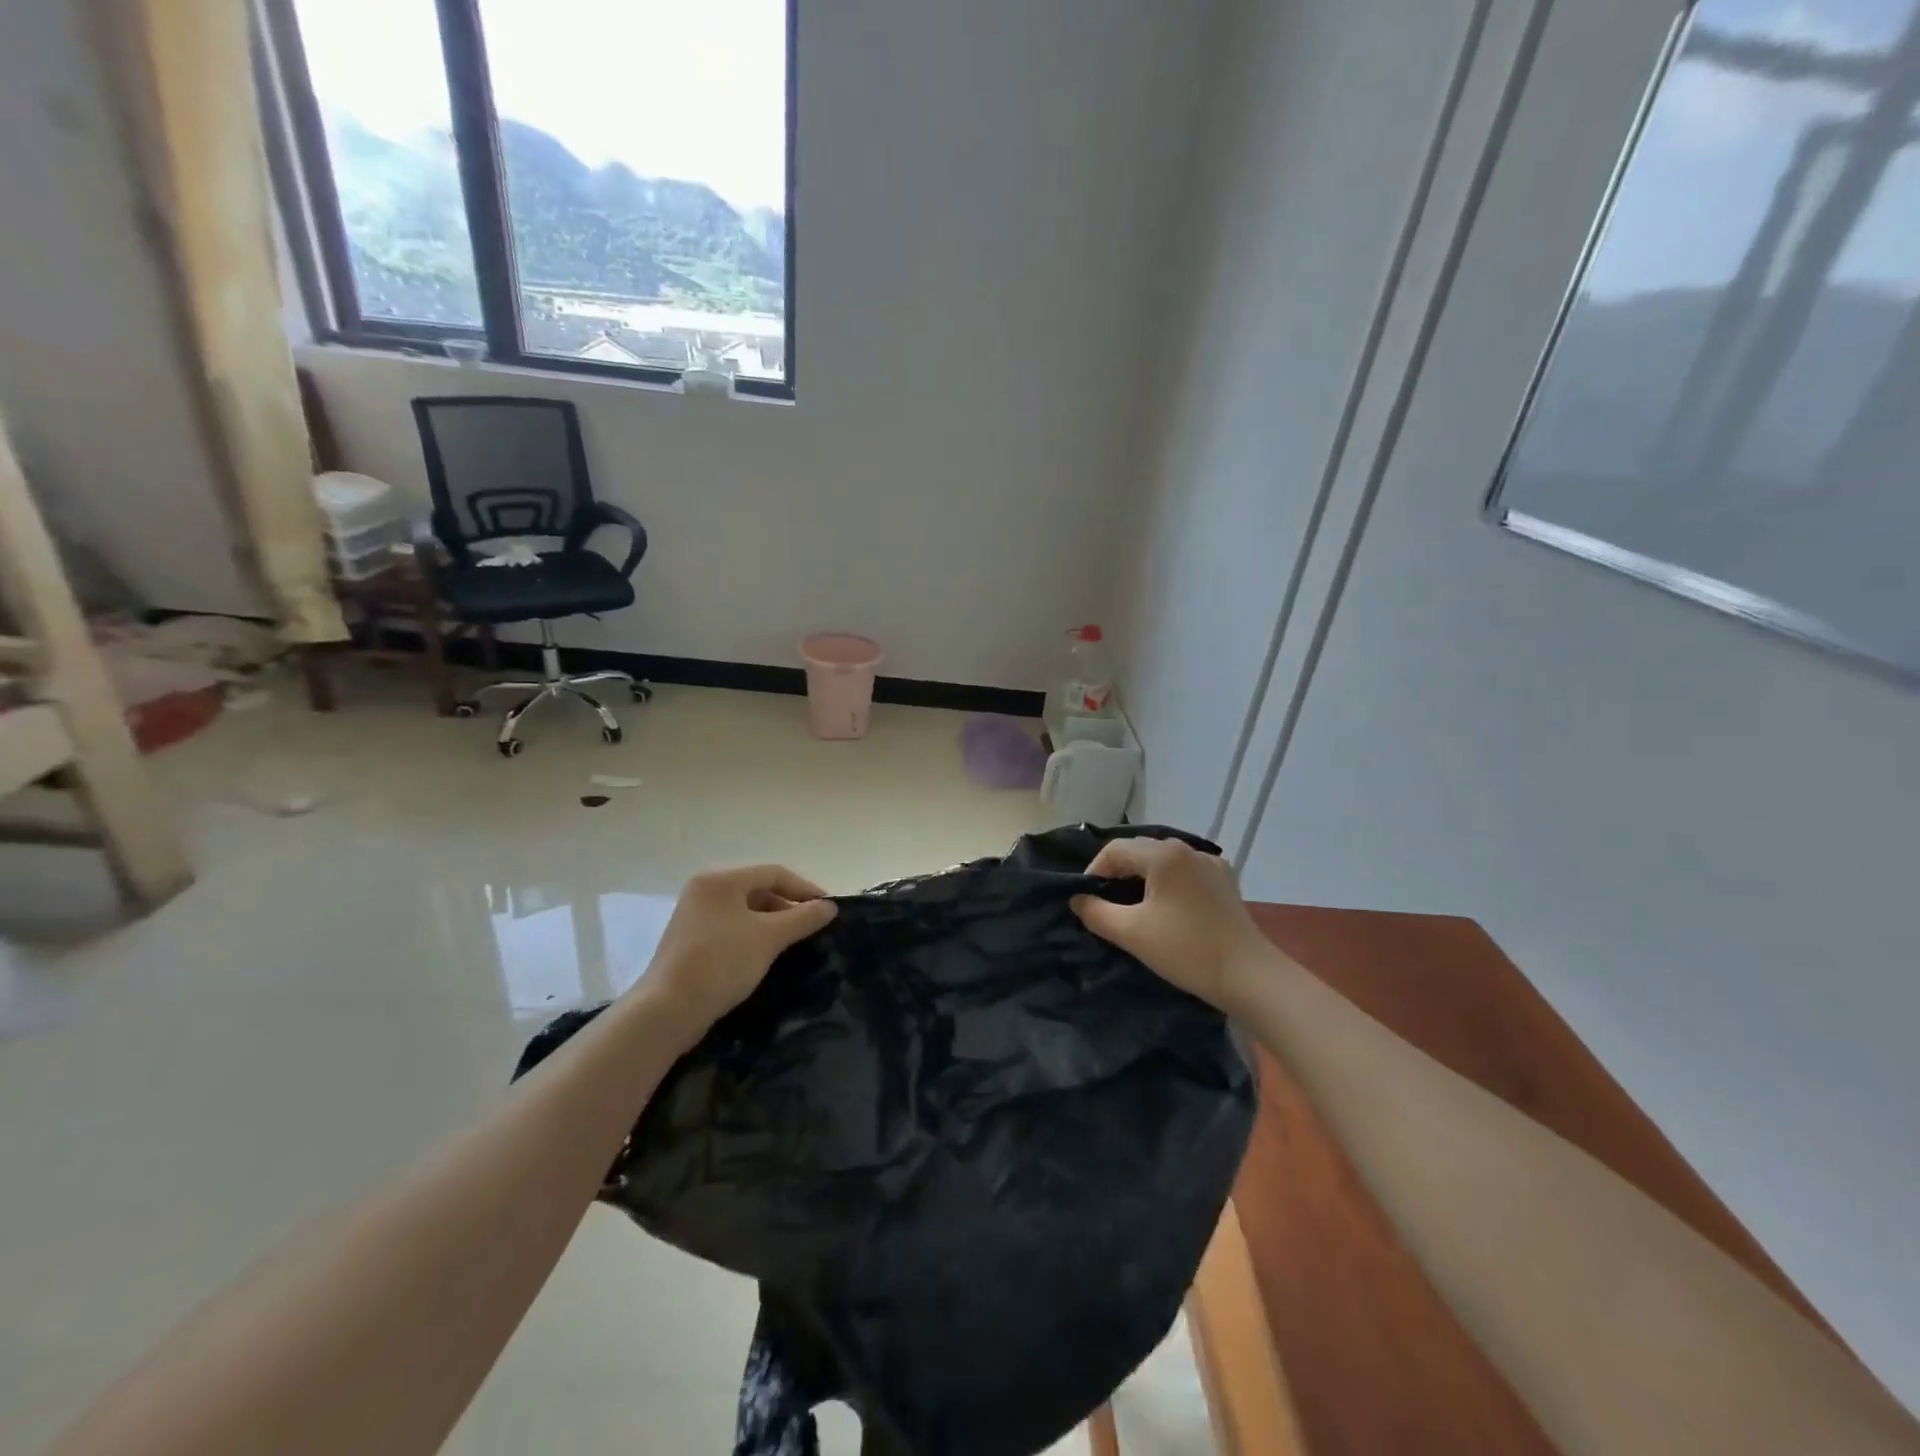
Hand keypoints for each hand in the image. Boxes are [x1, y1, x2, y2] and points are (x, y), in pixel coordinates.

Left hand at [640, 865, 836, 1036]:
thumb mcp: (769, 937)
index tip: (828, 910)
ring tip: (794, 943)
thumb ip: (803, 918)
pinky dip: (753, 935)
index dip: (805, 889)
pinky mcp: (691, 939)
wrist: (667, 1011)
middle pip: (759, 889)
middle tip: (813, 927)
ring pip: (745, 910)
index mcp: (721, 879)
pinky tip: (767, 954)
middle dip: (789, 907)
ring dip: (772, 923)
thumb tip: (830, 907)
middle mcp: (705, 889)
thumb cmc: (721, 963)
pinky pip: (732, 927)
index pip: (774, 873)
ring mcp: (695, 915)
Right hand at [1071, 837, 1270, 1012]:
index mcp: (1164, 854)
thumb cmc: (1186, 950)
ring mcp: (1211, 864)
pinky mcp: (1225, 882)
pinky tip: (1167, 908)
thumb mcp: (1131, 932)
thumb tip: (1077, 899)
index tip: (1086, 899)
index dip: (1094, 871)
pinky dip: (1168, 883)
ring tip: (1132, 906)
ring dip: (1142, 878)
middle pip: (1140, 851)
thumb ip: (1096, 912)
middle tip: (1104, 903)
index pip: (1115, 850)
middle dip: (1117, 873)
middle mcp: (1188, 849)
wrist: (1249, 976)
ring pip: (1163, 862)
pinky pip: (1185, 872)